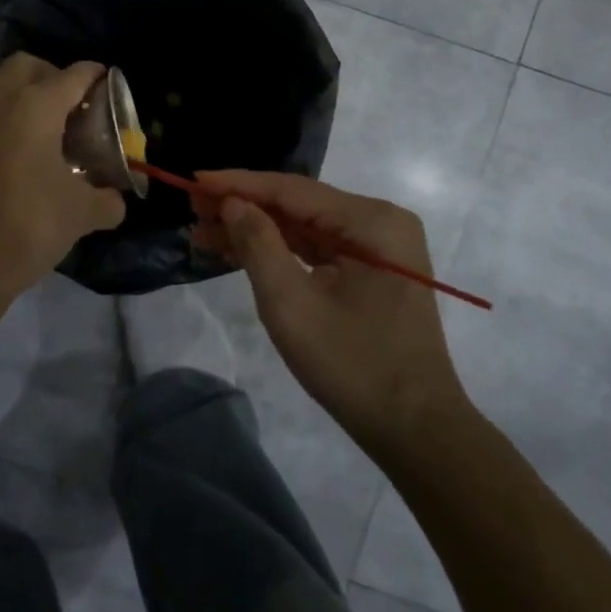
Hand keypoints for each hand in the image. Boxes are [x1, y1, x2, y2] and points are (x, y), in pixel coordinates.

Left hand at [0, 54, 125, 303]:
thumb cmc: (29, 223)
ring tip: (46, 124)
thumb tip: (115, 200)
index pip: (73, 75)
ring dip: (22, 91)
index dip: (96, 77)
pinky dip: (4, 118)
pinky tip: (23, 152)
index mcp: (36, 105)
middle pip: (27, 65)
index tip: (109, 86)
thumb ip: (106, 200)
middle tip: (73, 105)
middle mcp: (0, 101)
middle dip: (52, 74)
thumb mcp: (81, 213)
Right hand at [193, 170, 469, 452]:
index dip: (238, 184)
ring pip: (305, 226)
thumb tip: (232, 202)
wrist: (416, 431)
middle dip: (244, 206)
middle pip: (298, 204)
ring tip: (204, 230)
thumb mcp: (292, 304)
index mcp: (371, 221)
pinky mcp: (372, 271)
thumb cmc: (353, 365)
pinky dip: (279, 249)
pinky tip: (239, 250)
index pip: (292, 190)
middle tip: (193, 208)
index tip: (194, 180)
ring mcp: (379, 247)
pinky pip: (318, 248)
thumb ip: (258, 244)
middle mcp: (380, 222)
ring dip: (256, 229)